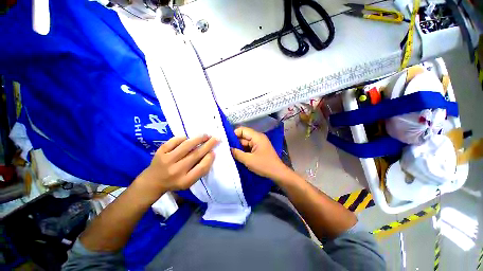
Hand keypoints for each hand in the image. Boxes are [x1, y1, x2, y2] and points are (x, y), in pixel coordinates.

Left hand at [135, 135, 218, 197]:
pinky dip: (182, 138)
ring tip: (206, 135)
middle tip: (216, 138)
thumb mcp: (188, 182)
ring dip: (198, 139)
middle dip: (208, 145)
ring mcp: (167, 160)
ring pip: (186, 146)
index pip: (201, 168)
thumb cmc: (175, 181)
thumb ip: (199, 170)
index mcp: (185, 181)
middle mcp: (176, 171)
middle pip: (195, 155)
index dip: (209, 159)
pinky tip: (187, 138)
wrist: (152, 181)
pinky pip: (174, 142)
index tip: (214, 152)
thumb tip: (210, 154)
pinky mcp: (160, 153)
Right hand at [231, 127, 289, 181]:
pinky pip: (249, 147)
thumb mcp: (248, 160)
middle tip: (226, 148)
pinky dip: (243, 151)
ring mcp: (259, 143)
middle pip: (244, 136)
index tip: (226, 141)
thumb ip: (237, 153)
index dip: (234, 134)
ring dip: (239, 147)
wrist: (277, 173)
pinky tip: (237, 155)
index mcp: (257, 137)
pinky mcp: (259, 149)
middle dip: (235, 142)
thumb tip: (228, 148)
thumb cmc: (264, 165)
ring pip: (245, 142)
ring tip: (229, 152)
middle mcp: (258, 138)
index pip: (242, 130)